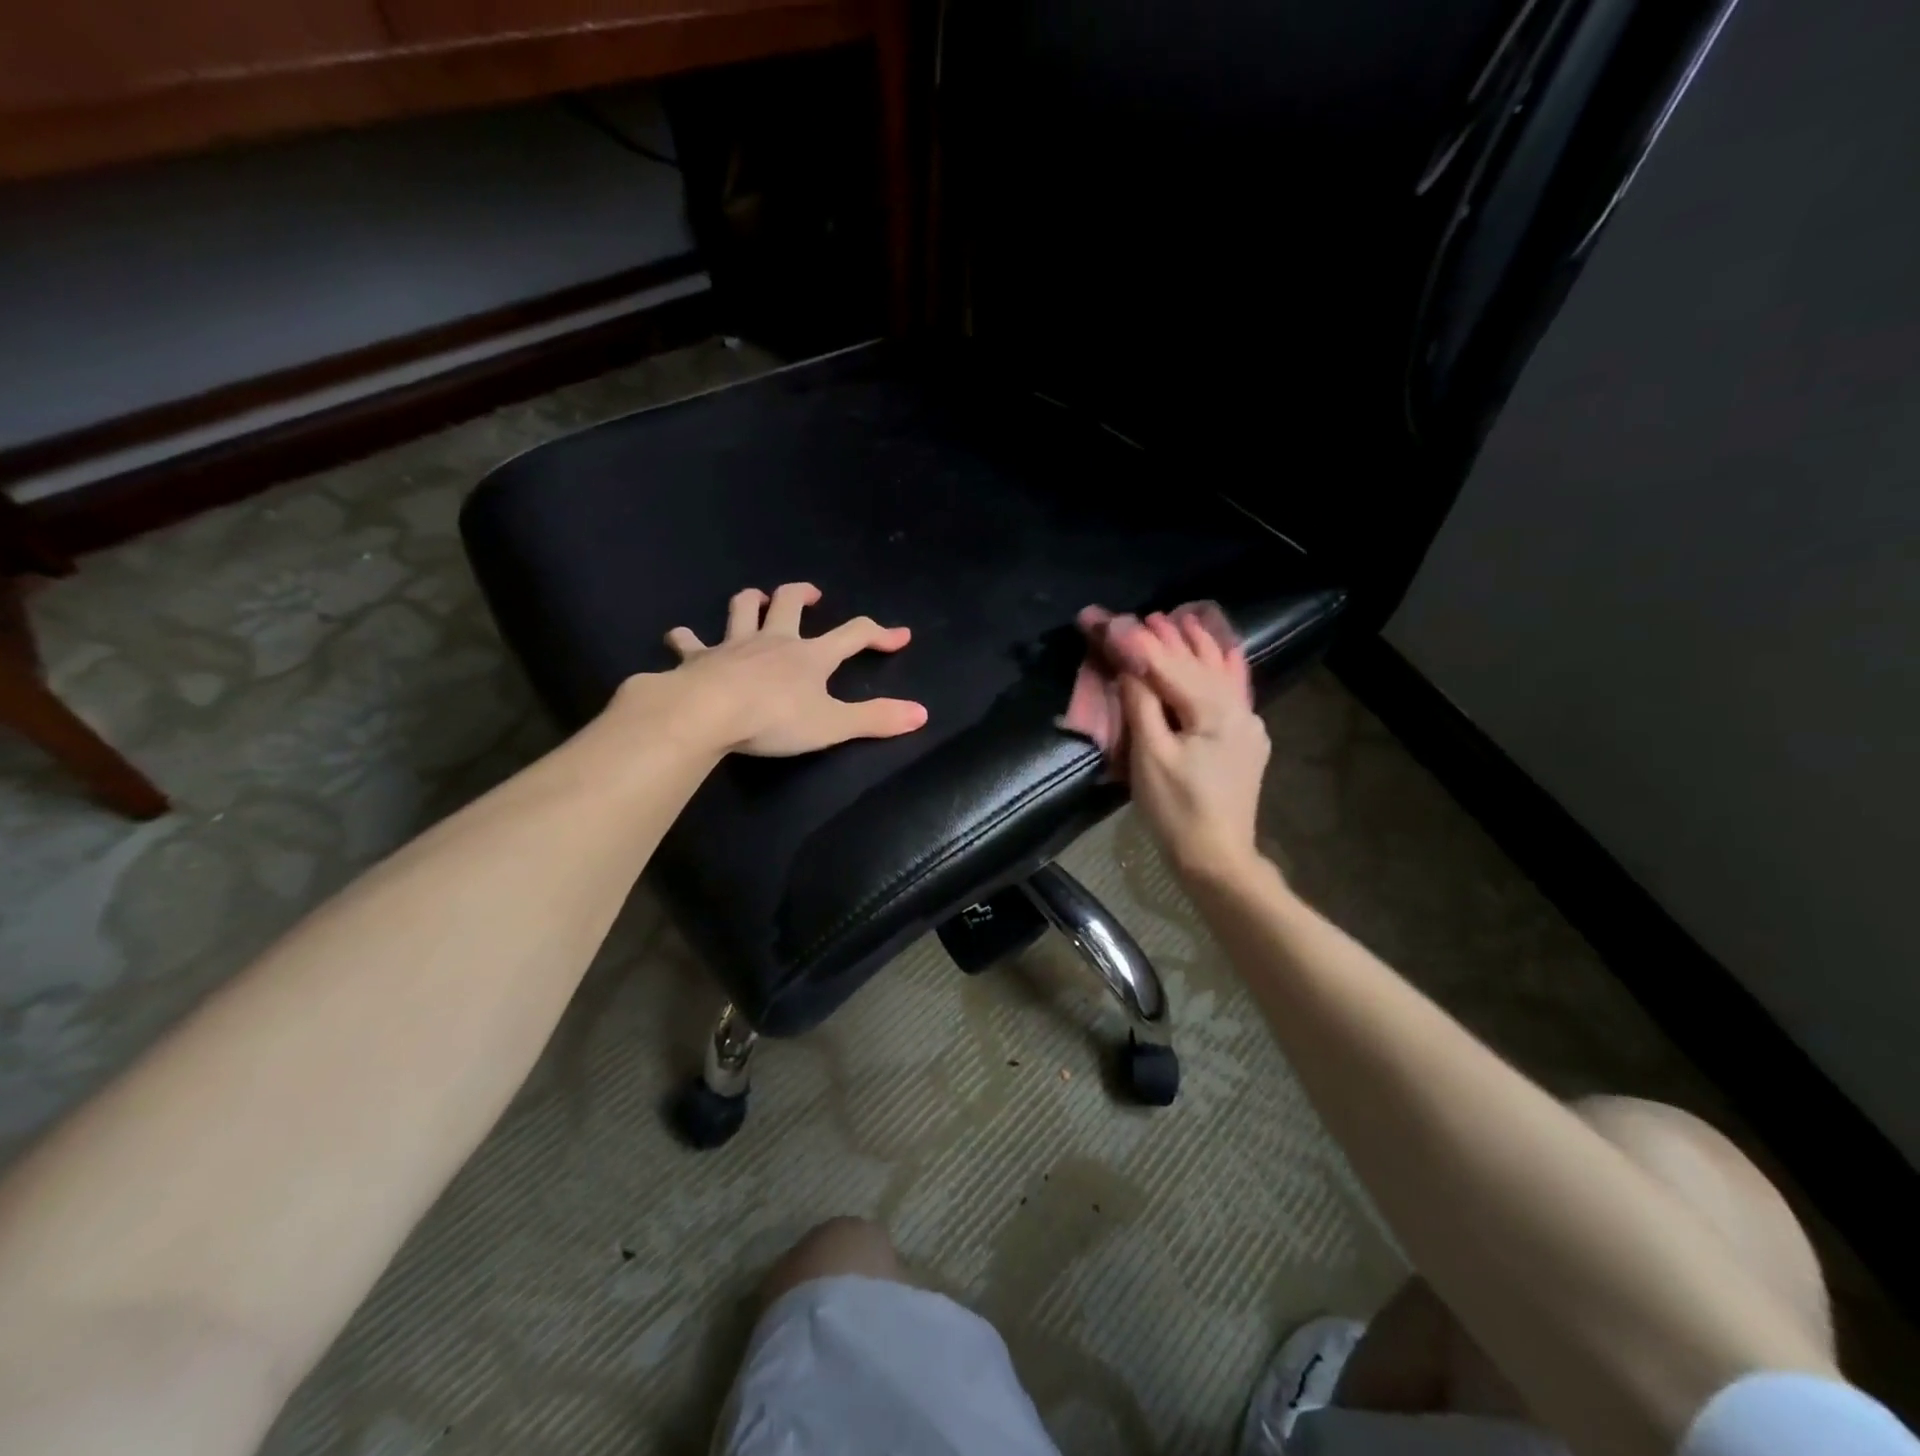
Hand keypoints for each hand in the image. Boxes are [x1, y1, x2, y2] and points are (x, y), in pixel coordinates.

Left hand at [651, 583, 928, 755]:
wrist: (707, 713)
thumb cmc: (774, 718)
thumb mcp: (833, 725)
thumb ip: (876, 720)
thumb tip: (922, 714)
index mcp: (810, 656)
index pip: (853, 635)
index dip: (878, 634)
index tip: (899, 636)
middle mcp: (773, 641)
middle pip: (790, 603)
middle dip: (803, 594)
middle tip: (812, 594)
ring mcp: (733, 646)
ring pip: (742, 610)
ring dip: (751, 601)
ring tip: (757, 599)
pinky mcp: (698, 658)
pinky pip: (688, 642)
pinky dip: (686, 639)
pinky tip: (681, 639)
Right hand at [1118, 612, 1269, 884]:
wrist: (1217, 859)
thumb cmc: (1177, 811)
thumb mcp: (1150, 756)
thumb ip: (1141, 704)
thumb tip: (1130, 664)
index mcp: (1214, 711)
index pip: (1170, 665)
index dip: (1138, 641)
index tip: (1111, 619)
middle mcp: (1239, 709)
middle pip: (1197, 663)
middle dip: (1168, 637)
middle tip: (1139, 615)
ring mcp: (1248, 724)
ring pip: (1220, 673)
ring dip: (1196, 646)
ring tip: (1178, 618)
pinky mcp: (1246, 740)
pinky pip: (1232, 692)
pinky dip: (1220, 668)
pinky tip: (1221, 651)